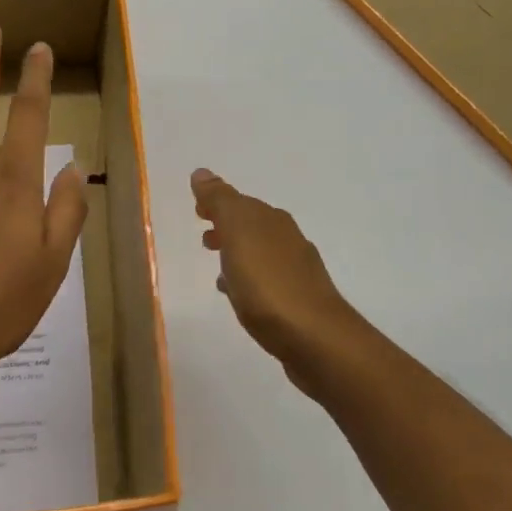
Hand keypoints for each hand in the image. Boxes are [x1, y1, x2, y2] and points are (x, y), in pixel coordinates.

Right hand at [191, 168, 362, 394]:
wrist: (314, 338)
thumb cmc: (268, 283)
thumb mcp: (238, 234)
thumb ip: (220, 202)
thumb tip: (202, 172)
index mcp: (272, 220)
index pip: (240, 202)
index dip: (217, 202)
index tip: (197, 209)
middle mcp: (287, 239)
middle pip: (251, 225)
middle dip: (227, 226)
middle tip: (204, 236)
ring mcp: (295, 271)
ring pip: (258, 253)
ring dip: (237, 254)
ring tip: (216, 266)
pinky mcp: (296, 301)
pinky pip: (265, 281)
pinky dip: (247, 280)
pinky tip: (237, 294)